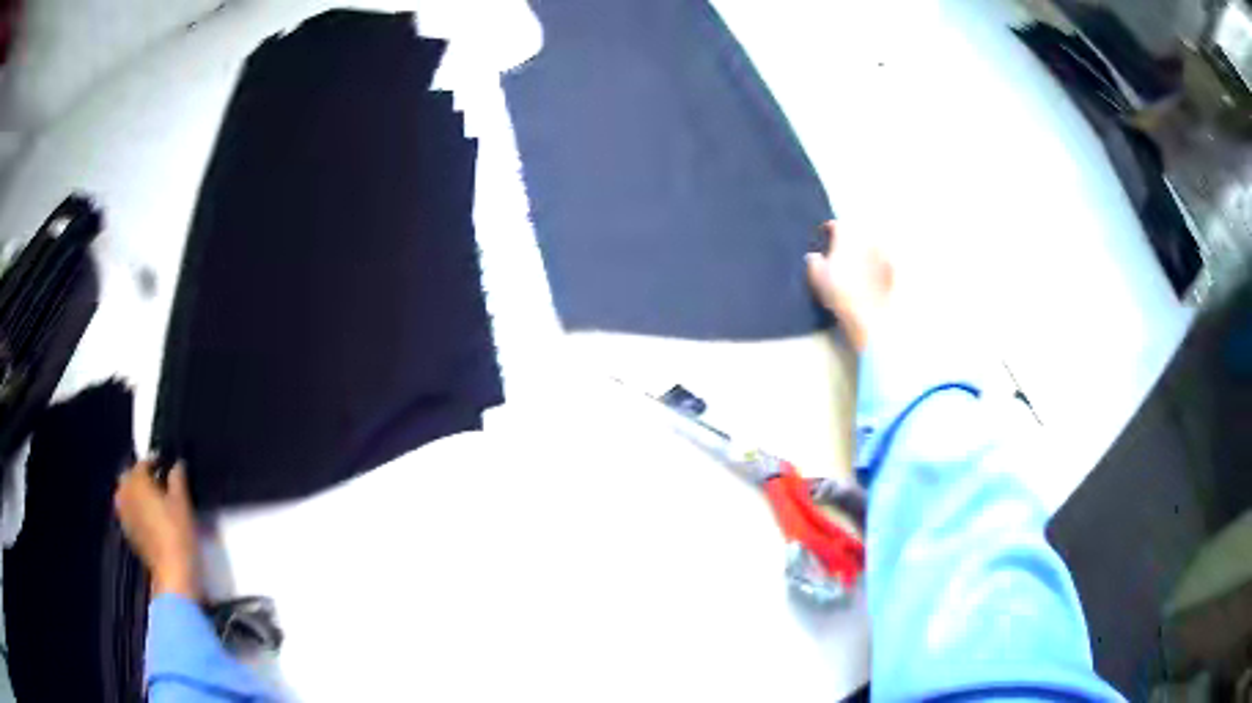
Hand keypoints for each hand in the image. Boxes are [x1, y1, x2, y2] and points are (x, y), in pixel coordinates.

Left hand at [114, 460, 200, 599]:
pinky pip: (128, 511)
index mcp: (136, 480)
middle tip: (158, 482)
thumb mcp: (182, 502)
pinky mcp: (128, 532)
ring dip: (136, 492)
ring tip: (152, 499)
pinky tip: (148, 517)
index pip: (144, 462)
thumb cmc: (177, 532)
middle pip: (129, 476)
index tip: (168, 463)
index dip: (156, 460)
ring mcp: (124, 514)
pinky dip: (135, 509)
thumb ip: (177, 477)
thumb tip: (176, 464)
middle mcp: (125, 493)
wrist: (172, 571)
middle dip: (141, 476)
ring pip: (126, 494)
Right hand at [806, 221, 892, 352]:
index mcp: (846, 239)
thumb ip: (813, 261)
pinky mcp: (891, 268)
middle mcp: (865, 240)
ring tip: (858, 258)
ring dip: (864, 246)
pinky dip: (877, 260)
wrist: (867, 314)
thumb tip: (813, 255)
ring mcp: (881, 253)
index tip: (825, 235)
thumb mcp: (817, 277)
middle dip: (849, 237)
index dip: (829, 228)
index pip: (837, 224)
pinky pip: (883, 257)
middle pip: (856, 231)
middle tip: (842, 247)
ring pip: (871, 242)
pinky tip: (872, 270)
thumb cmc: (838, 293)